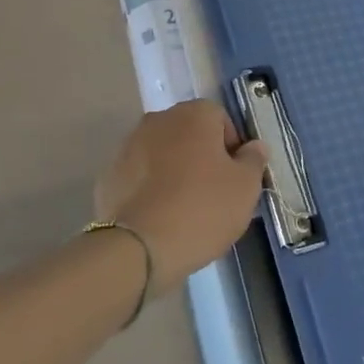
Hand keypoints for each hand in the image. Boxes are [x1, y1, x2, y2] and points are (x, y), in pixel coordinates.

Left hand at [96, 100, 266, 295]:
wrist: (139, 248)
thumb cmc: (202, 209)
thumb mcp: (245, 187)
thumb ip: (253, 159)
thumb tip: (254, 146)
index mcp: (193, 115)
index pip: (220, 119)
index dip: (232, 146)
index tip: (235, 177)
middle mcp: (158, 120)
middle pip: (189, 133)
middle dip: (201, 156)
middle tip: (213, 193)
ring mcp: (128, 145)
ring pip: (162, 153)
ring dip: (174, 170)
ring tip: (184, 208)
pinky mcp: (109, 174)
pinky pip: (139, 175)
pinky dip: (150, 188)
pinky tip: (159, 216)